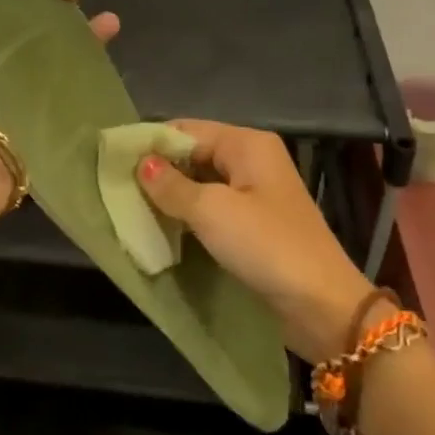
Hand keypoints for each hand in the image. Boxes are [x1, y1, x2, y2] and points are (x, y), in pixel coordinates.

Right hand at [137, 121, 376, 361]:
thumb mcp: (212, 211)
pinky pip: (213, 208)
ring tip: (131, 209)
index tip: (112, 162)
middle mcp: (252, 160)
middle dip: (159, 170)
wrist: (322, 305)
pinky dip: (188, 215)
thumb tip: (141, 163)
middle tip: (117, 189)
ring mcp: (255, 194)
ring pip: (201, 183)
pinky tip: (162, 228)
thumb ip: (171, 186)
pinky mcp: (254, 224)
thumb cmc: (266, 246)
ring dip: (171, 196)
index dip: (151, 143)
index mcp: (247, 144)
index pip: (186, 129)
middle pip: (193, 154)